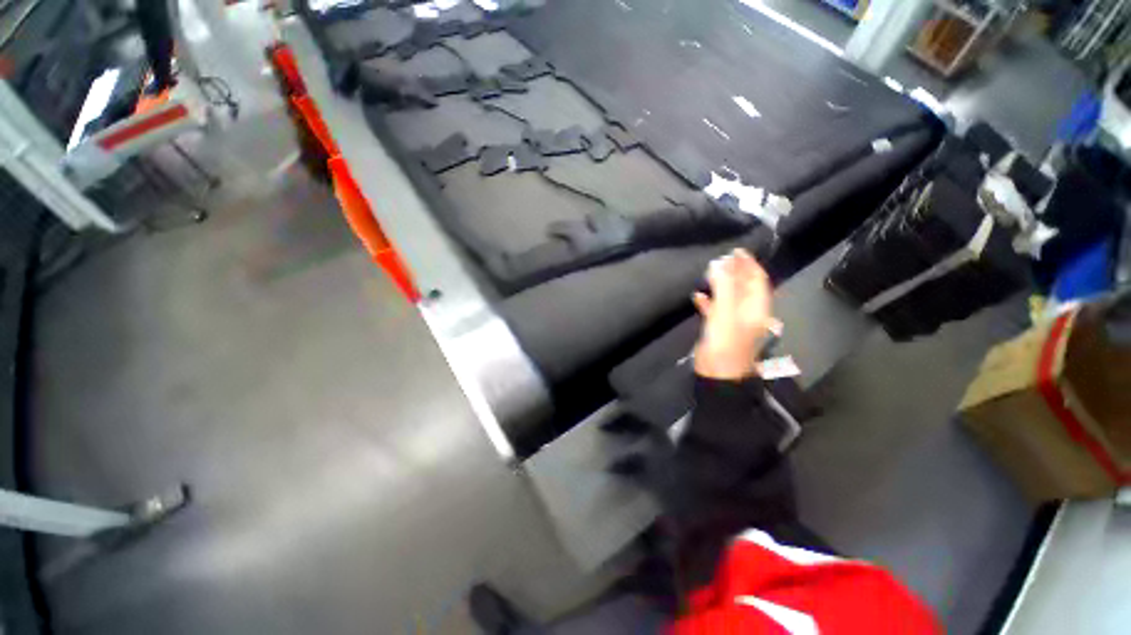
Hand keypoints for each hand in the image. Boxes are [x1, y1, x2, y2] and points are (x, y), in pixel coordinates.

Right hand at [692, 249, 780, 379]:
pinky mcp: (720, 329)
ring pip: (730, 297)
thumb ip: (724, 286)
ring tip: (709, 272)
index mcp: (756, 307)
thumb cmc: (726, 341)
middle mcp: (748, 312)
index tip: (736, 250)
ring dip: (722, 284)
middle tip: (721, 258)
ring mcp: (734, 322)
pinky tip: (698, 295)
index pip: (757, 280)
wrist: (717, 373)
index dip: (748, 264)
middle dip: (735, 272)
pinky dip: (709, 301)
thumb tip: (720, 262)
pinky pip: (716, 310)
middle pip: (744, 287)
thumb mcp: (725, 311)